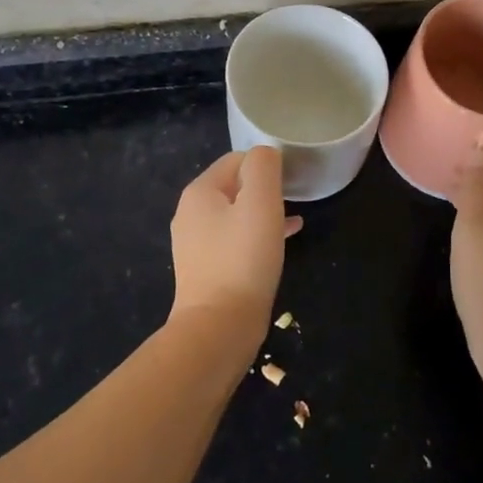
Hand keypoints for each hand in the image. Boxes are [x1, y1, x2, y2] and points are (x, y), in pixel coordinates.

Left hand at [169, 147, 300, 337]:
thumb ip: (264, 167)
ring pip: (236, 215)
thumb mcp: (261, 202)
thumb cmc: (243, 259)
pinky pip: (234, 241)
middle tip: (293, 202)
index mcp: (199, 192)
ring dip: (263, 213)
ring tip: (292, 222)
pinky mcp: (204, 270)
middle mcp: (190, 214)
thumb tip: (266, 154)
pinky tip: (279, 245)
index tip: (291, 183)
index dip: (266, 166)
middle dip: (264, 190)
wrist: (218, 328)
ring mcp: (194, 244)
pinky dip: (256, 237)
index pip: (236, 159)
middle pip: (234, 186)